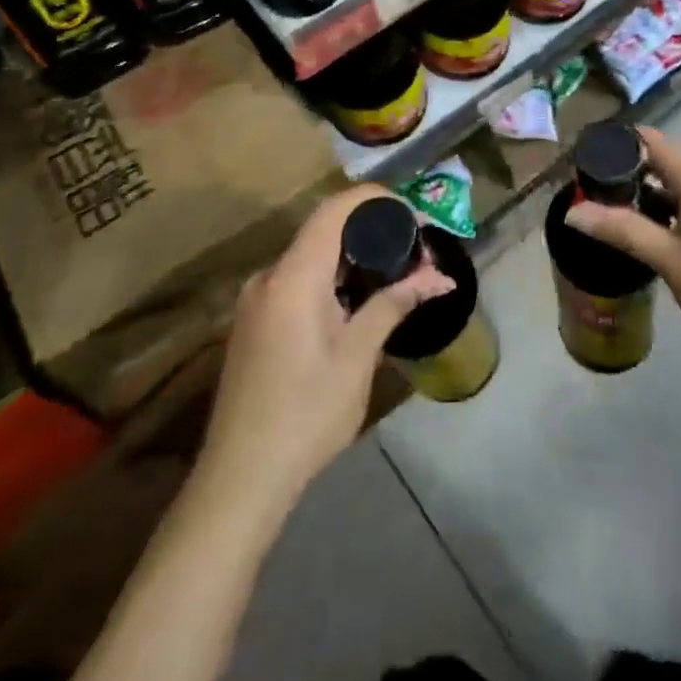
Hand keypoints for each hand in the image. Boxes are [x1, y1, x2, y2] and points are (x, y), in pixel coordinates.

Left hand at [198, 184, 454, 508]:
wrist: (240, 480)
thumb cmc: (306, 414)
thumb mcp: (358, 357)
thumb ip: (394, 304)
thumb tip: (440, 277)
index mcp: (293, 276)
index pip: (335, 209)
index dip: (376, 200)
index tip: (414, 215)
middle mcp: (269, 276)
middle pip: (324, 229)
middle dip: (373, 232)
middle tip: (415, 252)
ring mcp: (256, 299)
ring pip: (312, 255)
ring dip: (354, 257)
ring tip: (395, 276)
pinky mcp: (254, 321)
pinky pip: (298, 279)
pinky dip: (332, 277)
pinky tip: (358, 303)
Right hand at [566, 127, 680, 358]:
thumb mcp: (674, 263)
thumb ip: (625, 231)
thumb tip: (574, 211)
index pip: (649, 140)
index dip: (615, 144)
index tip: (583, 161)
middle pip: (663, 159)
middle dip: (628, 173)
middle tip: (592, 197)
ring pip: (680, 181)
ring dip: (650, 192)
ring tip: (617, 217)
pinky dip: (673, 205)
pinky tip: (659, 234)